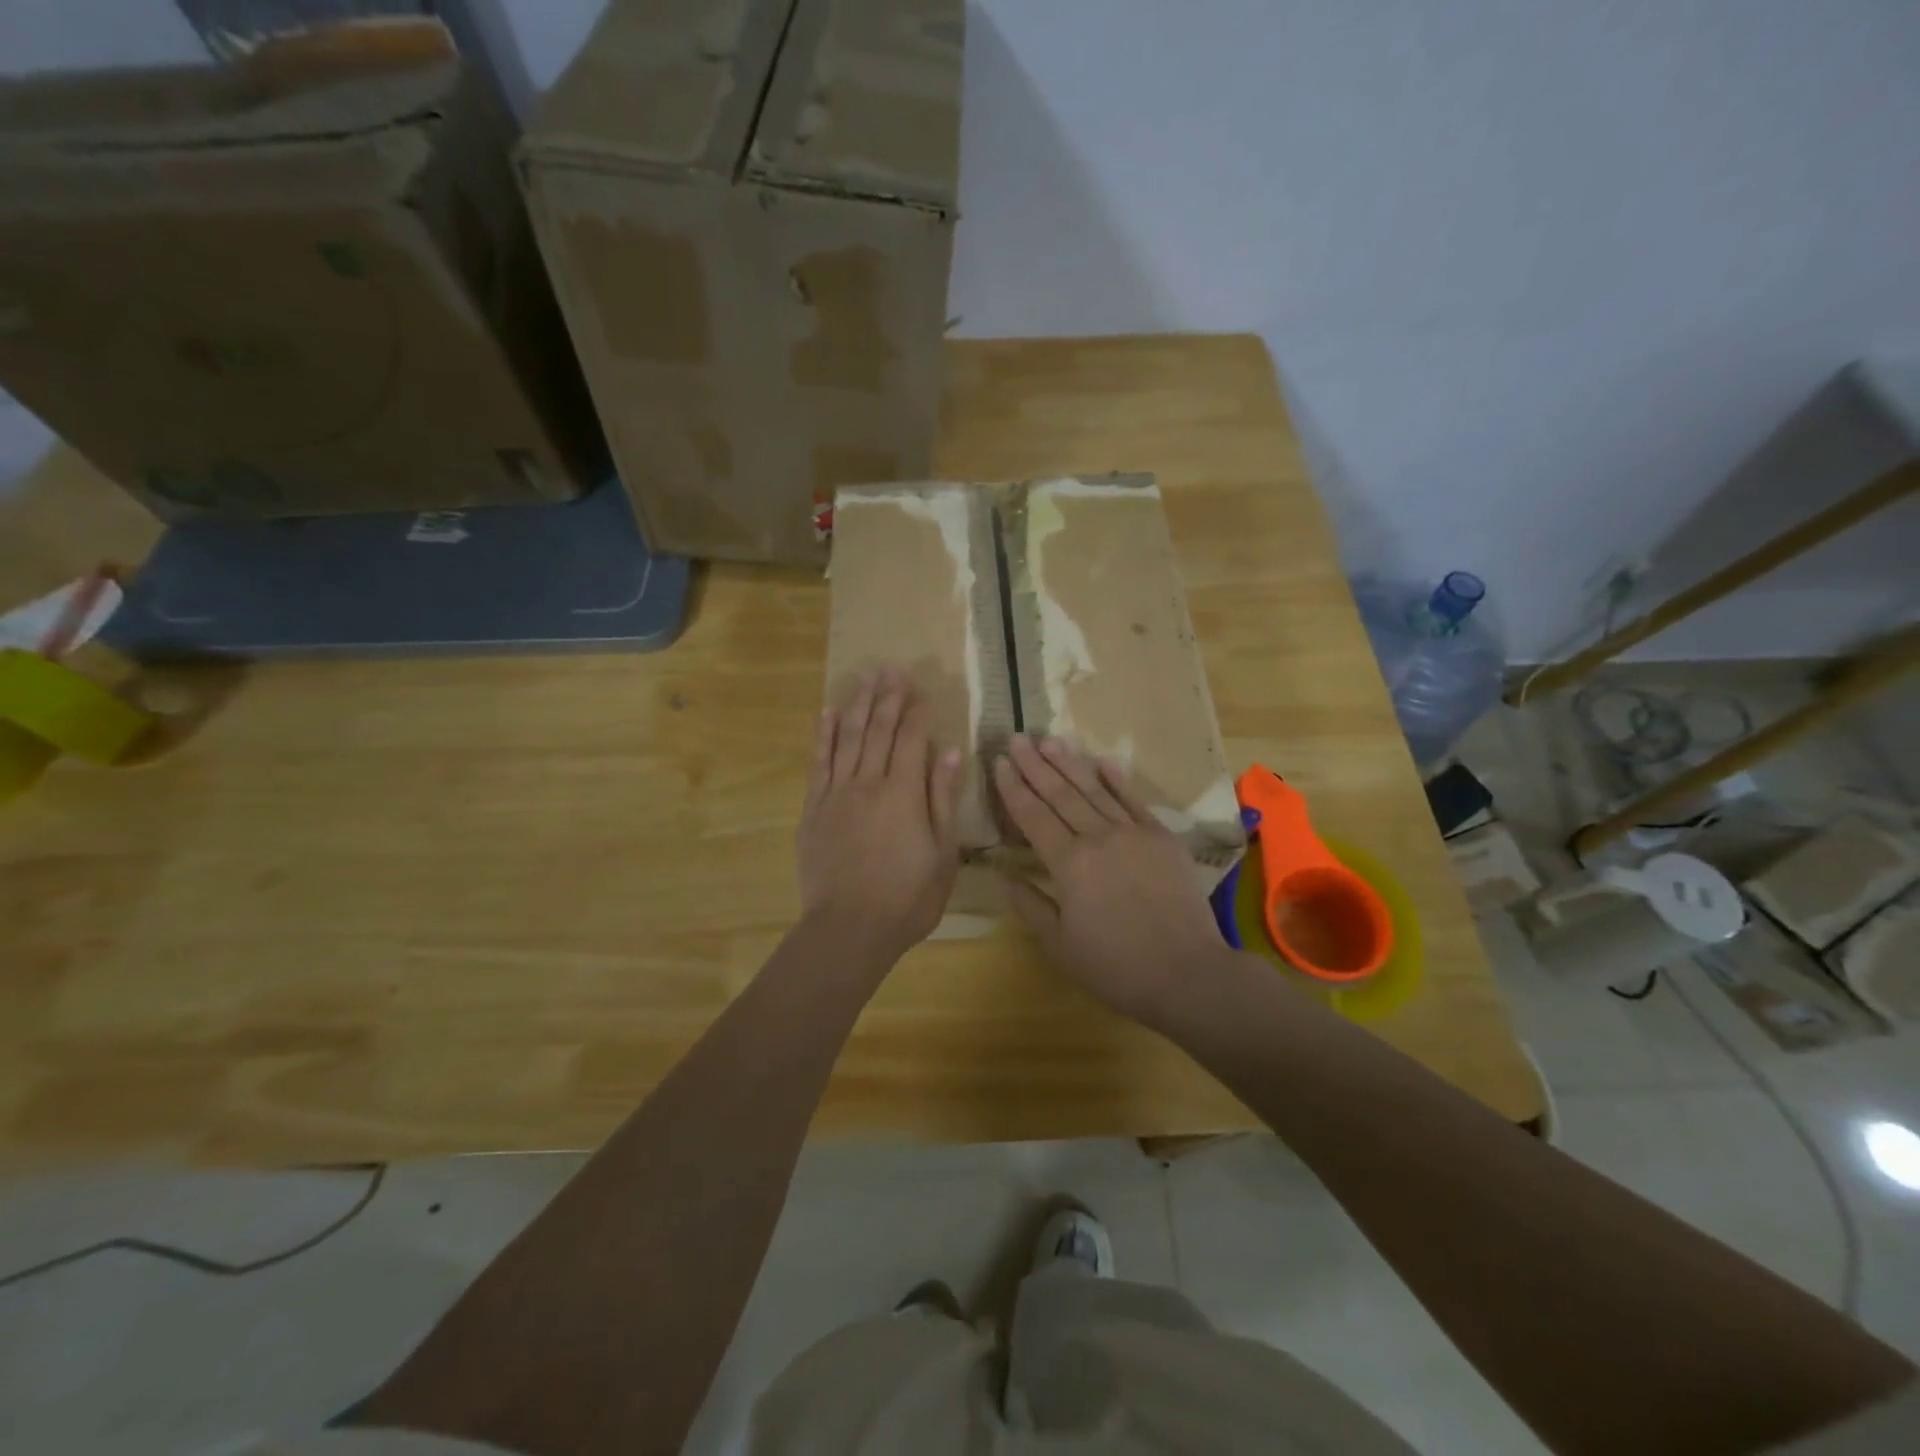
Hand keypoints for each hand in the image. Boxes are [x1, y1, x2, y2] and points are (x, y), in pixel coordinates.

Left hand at [797, 669, 963, 964]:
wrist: (849, 929)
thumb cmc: (907, 898)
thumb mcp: (942, 853)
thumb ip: (942, 798)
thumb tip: (948, 751)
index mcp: (904, 793)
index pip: (911, 739)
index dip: (917, 711)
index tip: (922, 688)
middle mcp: (868, 783)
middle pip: (877, 729)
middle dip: (886, 697)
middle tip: (891, 668)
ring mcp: (836, 793)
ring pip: (846, 737)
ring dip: (856, 704)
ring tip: (863, 676)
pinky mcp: (813, 809)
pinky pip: (818, 762)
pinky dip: (823, 735)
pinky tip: (827, 713)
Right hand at [995, 736, 1237, 1027]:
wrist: (1188, 972)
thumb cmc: (1116, 966)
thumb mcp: (1060, 945)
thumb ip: (1030, 905)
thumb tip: (1002, 875)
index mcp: (1069, 863)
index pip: (1034, 816)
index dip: (1013, 788)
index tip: (999, 762)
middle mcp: (1098, 837)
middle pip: (1060, 794)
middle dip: (1035, 765)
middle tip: (1017, 738)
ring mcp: (1134, 833)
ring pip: (1094, 790)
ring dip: (1069, 763)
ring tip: (1049, 740)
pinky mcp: (1161, 837)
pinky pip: (1134, 800)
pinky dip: (1116, 779)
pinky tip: (1101, 760)